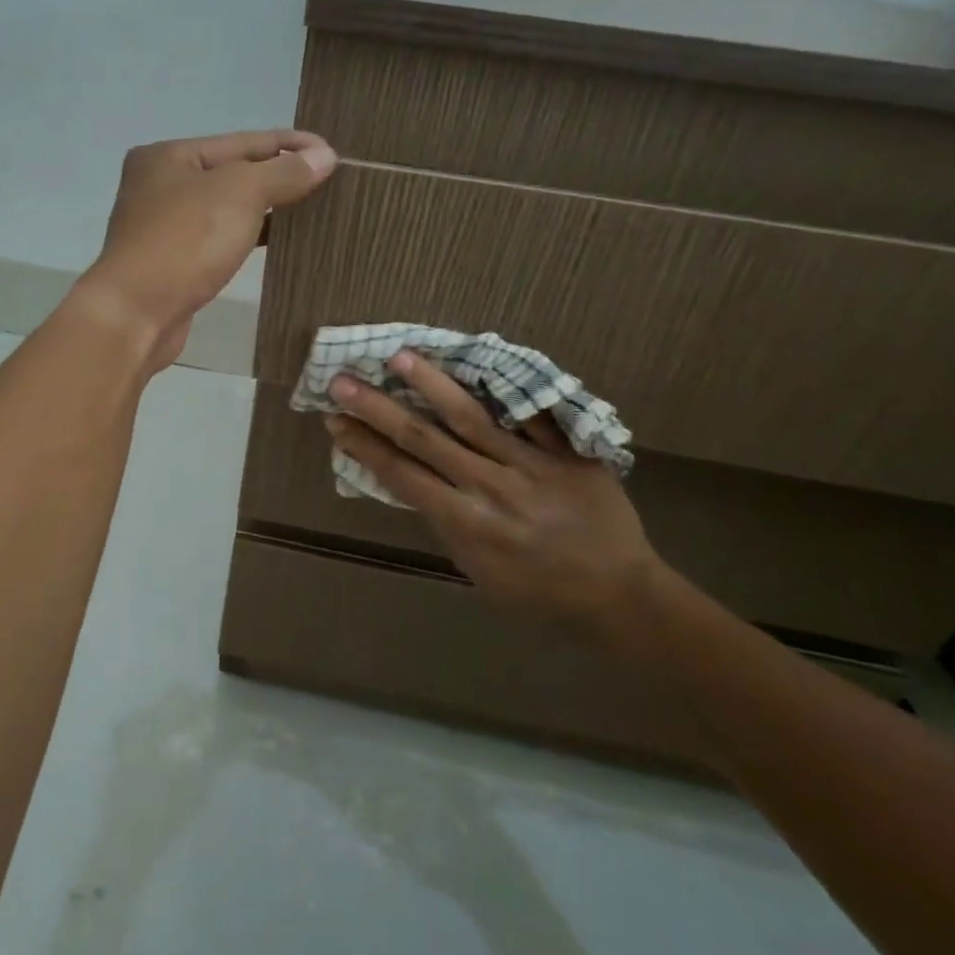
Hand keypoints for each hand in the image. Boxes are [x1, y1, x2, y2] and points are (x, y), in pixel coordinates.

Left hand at [77, 131, 337, 370]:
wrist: (136, 314)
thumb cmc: (184, 242)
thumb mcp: (240, 194)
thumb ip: (283, 173)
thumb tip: (325, 157)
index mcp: (168, 156)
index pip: (241, 141)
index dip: (289, 145)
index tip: (331, 151)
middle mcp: (160, 185)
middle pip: (232, 172)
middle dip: (278, 175)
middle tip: (326, 180)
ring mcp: (163, 227)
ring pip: (226, 208)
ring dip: (266, 207)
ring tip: (311, 208)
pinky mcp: (172, 263)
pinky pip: (220, 238)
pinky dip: (249, 235)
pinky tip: (278, 240)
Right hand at [324, 351, 674, 650]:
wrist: (619, 597)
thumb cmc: (538, 594)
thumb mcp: (477, 569)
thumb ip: (446, 520)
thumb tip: (412, 478)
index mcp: (466, 523)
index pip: (401, 474)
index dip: (364, 445)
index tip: (334, 420)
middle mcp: (491, 487)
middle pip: (424, 438)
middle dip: (378, 408)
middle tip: (343, 380)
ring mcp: (532, 465)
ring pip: (472, 415)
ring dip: (431, 383)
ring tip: (401, 356)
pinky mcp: (568, 452)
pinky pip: (533, 413)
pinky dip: (507, 388)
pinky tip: (478, 360)